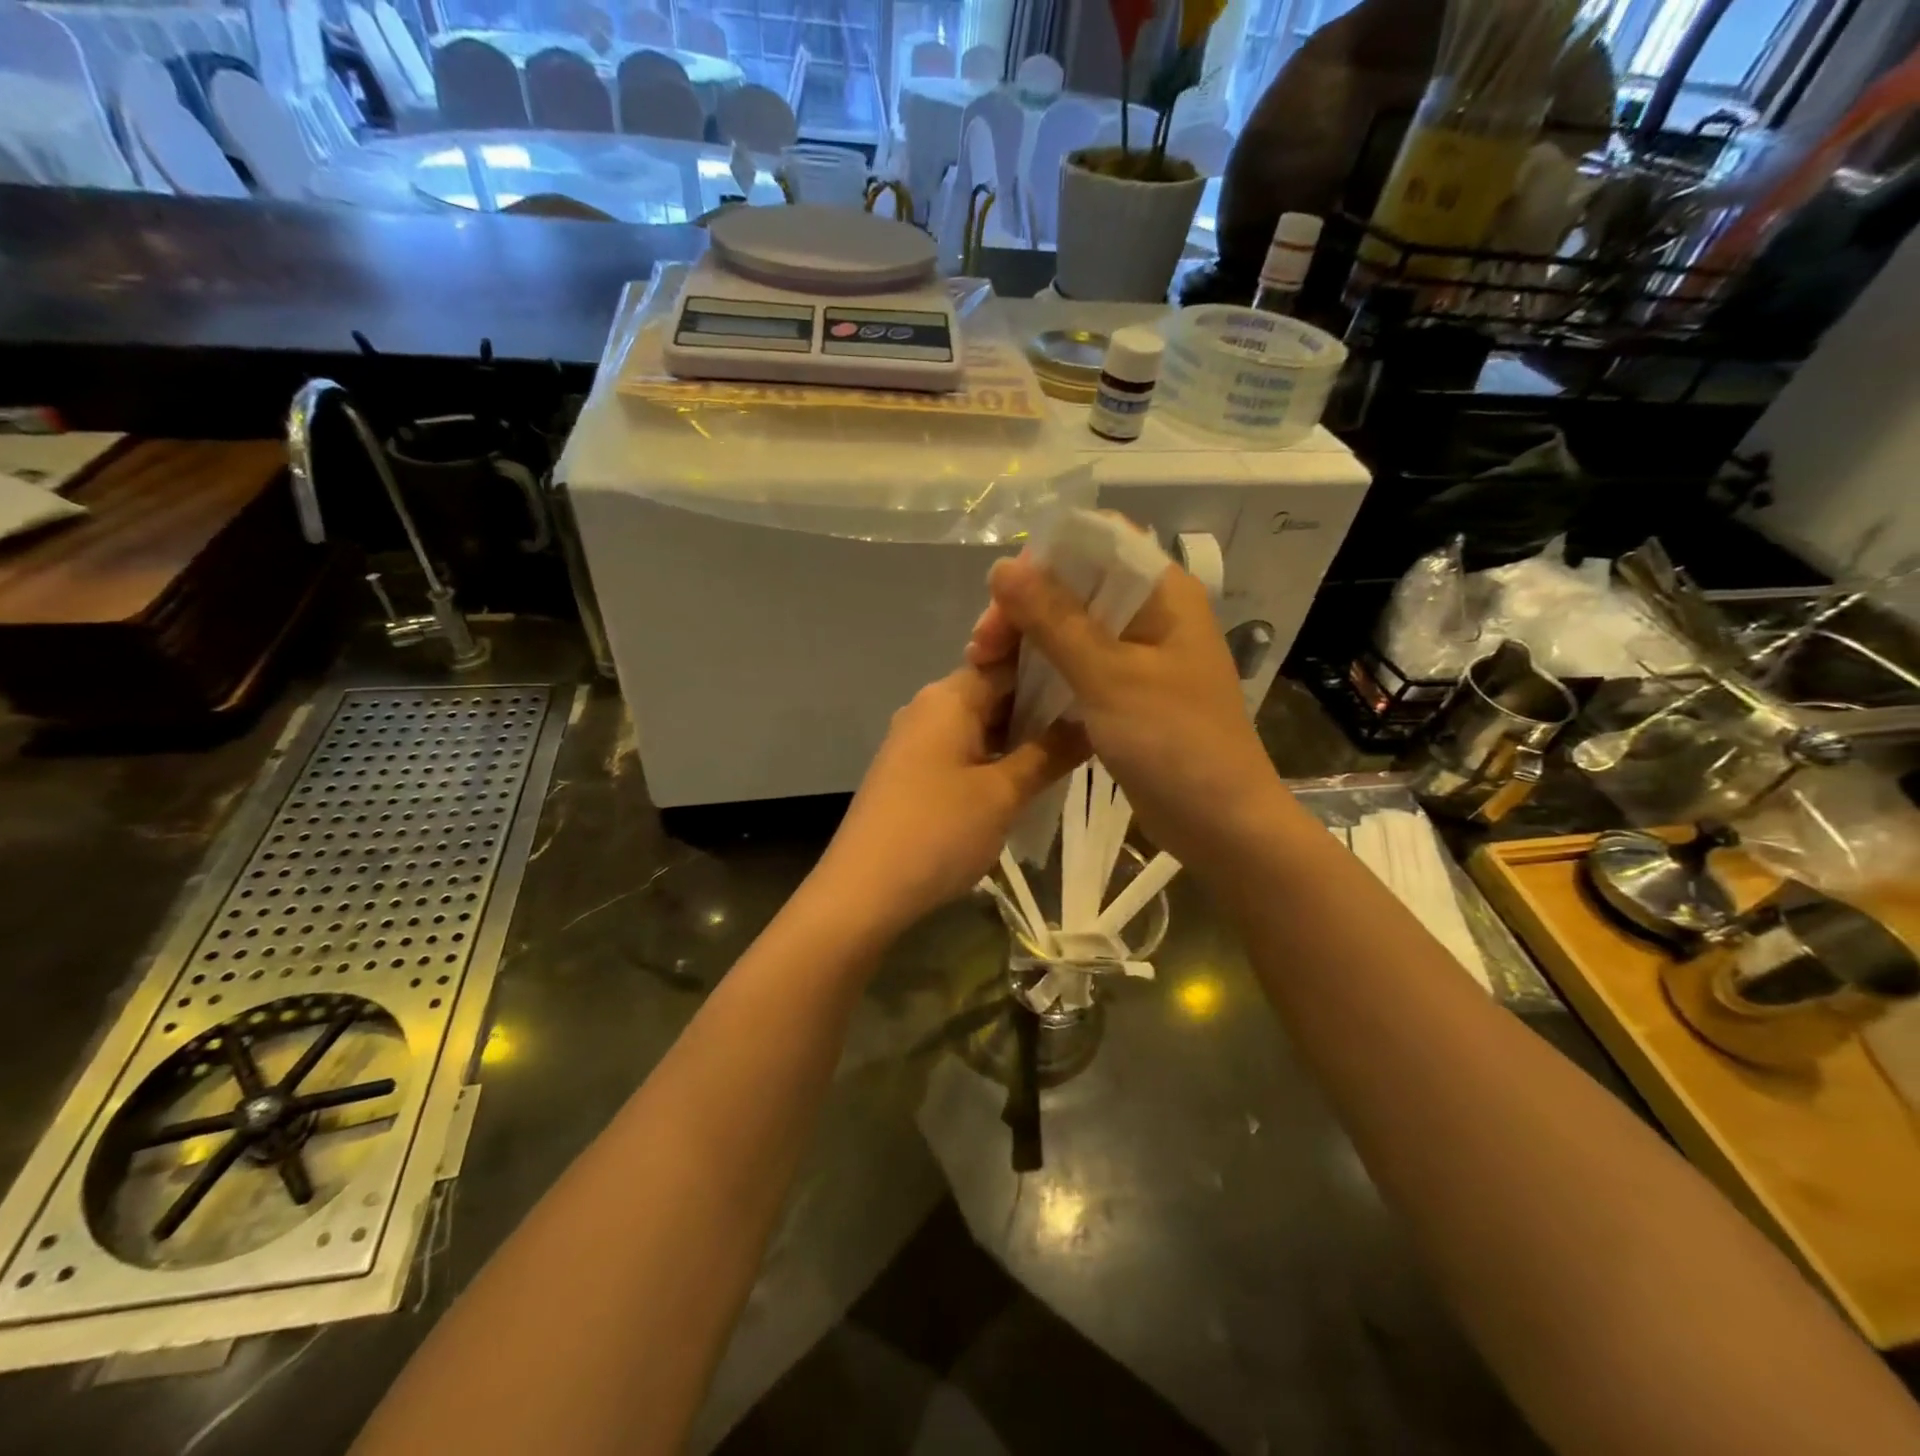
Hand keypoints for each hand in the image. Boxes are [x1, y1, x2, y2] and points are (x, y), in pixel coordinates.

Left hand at [815, 661, 1083, 939]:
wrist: (863, 891)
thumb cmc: (938, 831)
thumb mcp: (1003, 793)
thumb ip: (1049, 752)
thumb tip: (1090, 718)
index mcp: (949, 696)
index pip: (1009, 661)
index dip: (1053, 669)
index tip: (1093, 683)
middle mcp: (928, 707)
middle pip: (994, 692)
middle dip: (1041, 708)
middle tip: (1092, 726)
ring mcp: (915, 741)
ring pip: (980, 726)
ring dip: (1020, 738)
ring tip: (1069, 755)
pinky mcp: (910, 773)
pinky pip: (962, 752)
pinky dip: (994, 760)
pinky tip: (1024, 781)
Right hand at [967, 554, 1285, 872]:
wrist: (1220, 822)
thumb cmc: (1173, 742)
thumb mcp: (1109, 676)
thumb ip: (1055, 619)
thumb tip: (1004, 566)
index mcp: (1163, 592)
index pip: (1097, 541)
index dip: (1044, 558)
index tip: (1000, 595)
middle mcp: (1152, 613)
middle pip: (1077, 585)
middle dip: (1025, 606)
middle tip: (983, 646)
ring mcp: (1140, 653)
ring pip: (1071, 626)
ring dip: (1028, 639)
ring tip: (985, 665)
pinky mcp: (1127, 690)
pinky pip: (1078, 663)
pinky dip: (1045, 668)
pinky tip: (1012, 685)